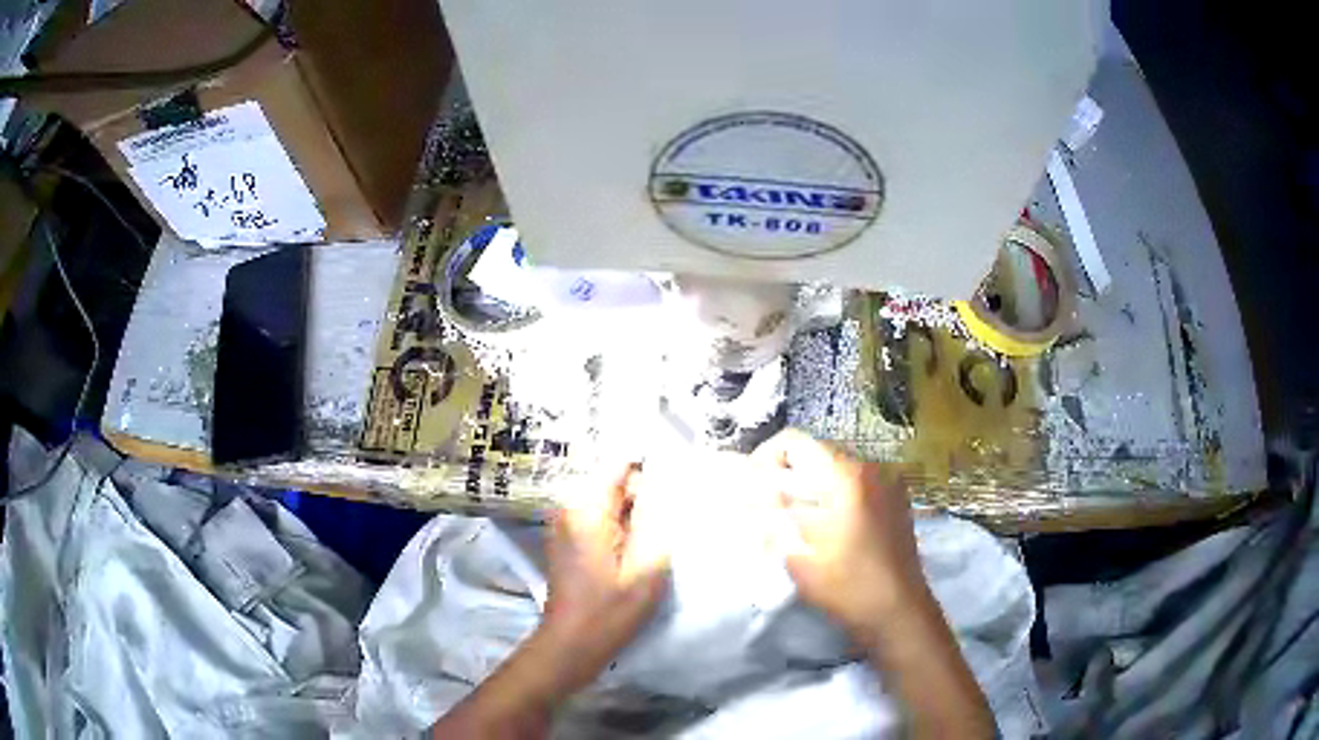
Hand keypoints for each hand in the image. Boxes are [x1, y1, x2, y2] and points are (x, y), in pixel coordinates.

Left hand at [534, 463, 669, 696]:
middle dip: (642, 498)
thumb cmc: (610, 610)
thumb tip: (664, 487)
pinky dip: (619, 527)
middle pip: (613, 482)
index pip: (620, 465)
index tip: (674, 492)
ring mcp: (563, 523)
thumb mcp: (647, 567)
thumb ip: (657, 521)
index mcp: (586, 508)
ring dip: (632, 514)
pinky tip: (634, 550)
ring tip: (652, 540)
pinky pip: (598, 518)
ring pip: (608, 501)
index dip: (650, 474)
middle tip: (664, 527)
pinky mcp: (566, 539)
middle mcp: (569, 507)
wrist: (571, 644)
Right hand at [753, 429, 926, 638]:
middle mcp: (870, 467)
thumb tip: (746, 492)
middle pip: (816, 452)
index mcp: (845, 475)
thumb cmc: (847, 586)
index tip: (751, 487)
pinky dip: (833, 494)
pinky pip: (855, 483)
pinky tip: (824, 527)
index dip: (765, 458)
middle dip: (786, 473)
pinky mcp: (895, 500)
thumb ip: (771, 517)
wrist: (899, 612)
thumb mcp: (798, 556)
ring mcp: (887, 482)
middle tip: (766, 505)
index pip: (795, 441)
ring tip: (793, 518)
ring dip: (809, 484)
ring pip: (835, 468)